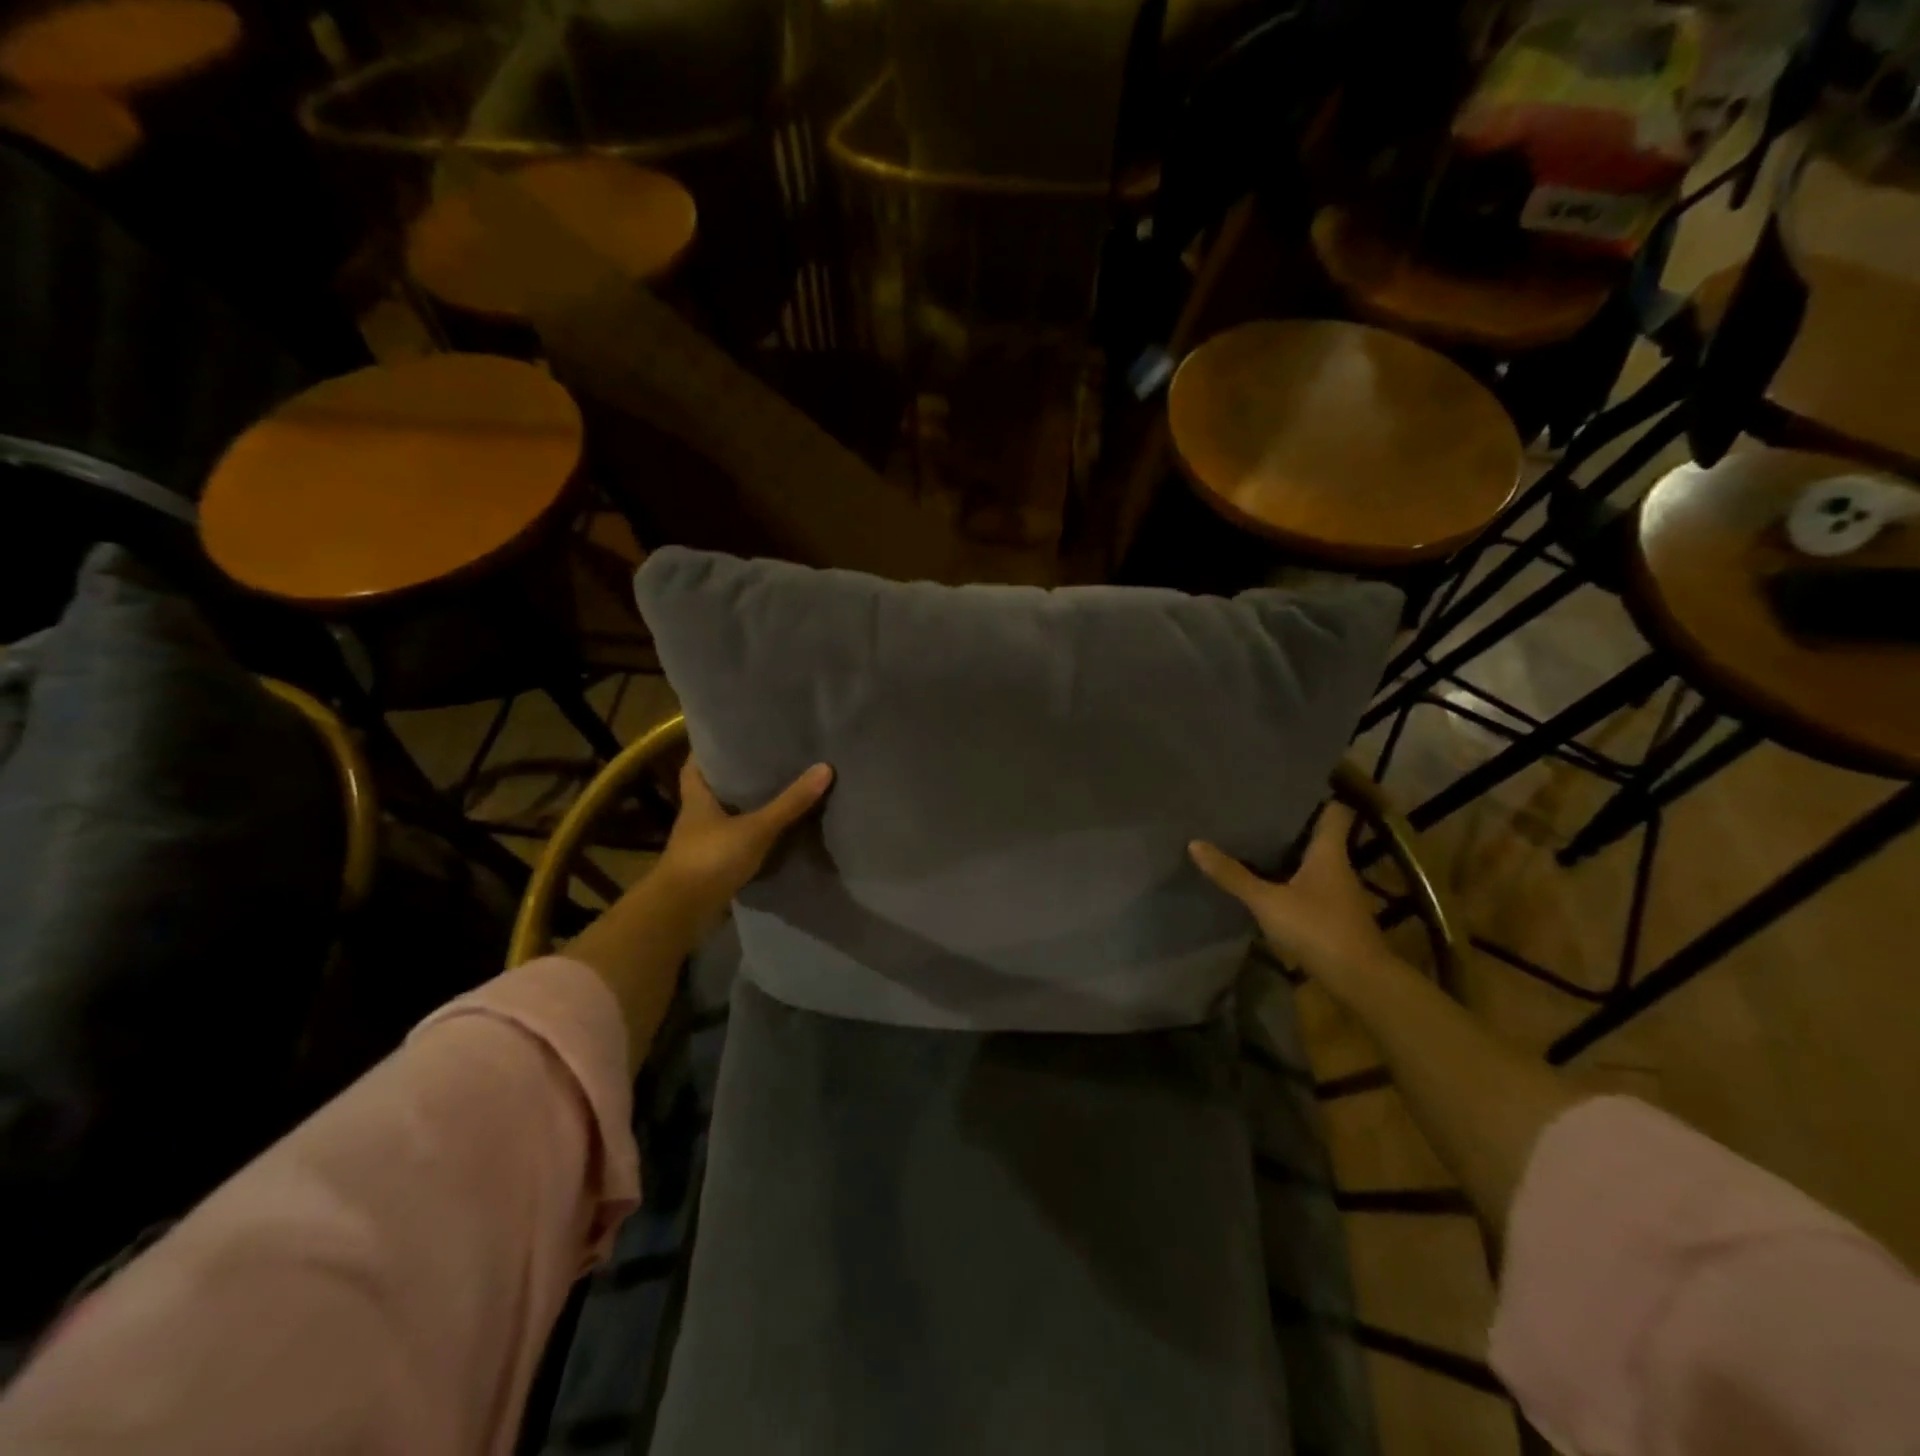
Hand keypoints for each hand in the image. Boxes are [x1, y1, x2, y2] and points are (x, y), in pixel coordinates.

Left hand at [655, 757, 833, 932]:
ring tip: (776, 791)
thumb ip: (789, 803)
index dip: (709, 749)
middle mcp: (696, 817)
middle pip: (713, 789)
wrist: (681, 913)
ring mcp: (702, 844)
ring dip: (744, 808)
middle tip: (766, 760)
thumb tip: (825, 767)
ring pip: (725, 817)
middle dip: (735, 777)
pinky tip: (772, 832)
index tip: (731, 736)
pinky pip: (734, 843)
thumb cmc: (711, 859)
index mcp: (697, 798)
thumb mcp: (756, 828)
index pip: (696, 764)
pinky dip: (749, 836)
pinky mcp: (712, 867)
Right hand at [1189, 804, 1393, 993]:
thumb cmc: (1318, 928)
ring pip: (1315, 863)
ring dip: (1291, 855)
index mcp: (1329, 852)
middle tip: (1258, 813)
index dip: (1318, 797)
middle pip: (1320, 836)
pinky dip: (1293, 882)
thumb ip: (1232, 875)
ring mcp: (1340, 894)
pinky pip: (1311, 888)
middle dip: (1293, 826)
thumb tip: (1195, 843)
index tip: (1290, 787)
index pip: (1335, 812)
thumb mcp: (1267, 901)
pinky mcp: (1335, 917)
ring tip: (1256, 844)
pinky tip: (1269, 885)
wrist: (1360, 980)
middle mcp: (1338, 867)